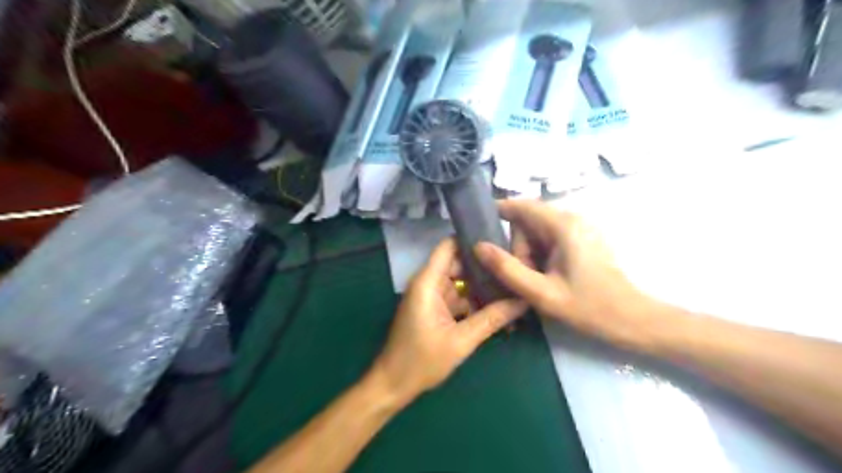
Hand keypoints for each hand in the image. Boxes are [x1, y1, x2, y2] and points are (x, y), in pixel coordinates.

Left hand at [374, 238, 523, 403]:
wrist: (393, 385)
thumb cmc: (421, 361)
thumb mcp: (461, 341)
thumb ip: (492, 319)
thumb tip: (523, 301)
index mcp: (428, 282)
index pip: (449, 246)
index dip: (472, 241)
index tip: (500, 244)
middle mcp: (428, 283)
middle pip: (459, 264)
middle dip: (484, 267)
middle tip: (514, 269)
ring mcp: (431, 297)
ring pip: (460, 282)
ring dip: (481, 287)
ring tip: (512, 287)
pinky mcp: (434, 309)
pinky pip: (457, 298)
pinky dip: (474, 302)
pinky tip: (497, 308)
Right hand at [474, 199, 671, 350]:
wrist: (632, 320)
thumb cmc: (588, 307)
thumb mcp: (541, 293)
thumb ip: (507, 269)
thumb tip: (478, 246)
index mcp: (563, 225)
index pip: (522, 205)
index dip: (498, 211)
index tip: (478, 228)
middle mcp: (572, 218)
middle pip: (528, 221)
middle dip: (518, 246)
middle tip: (522, 276)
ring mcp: (580, 228)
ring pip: (538, 231)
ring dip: (529, 253)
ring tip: (536, 281)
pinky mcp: (583, 239)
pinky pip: (551, 238)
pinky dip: (541, 254)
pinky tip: (546, 277)